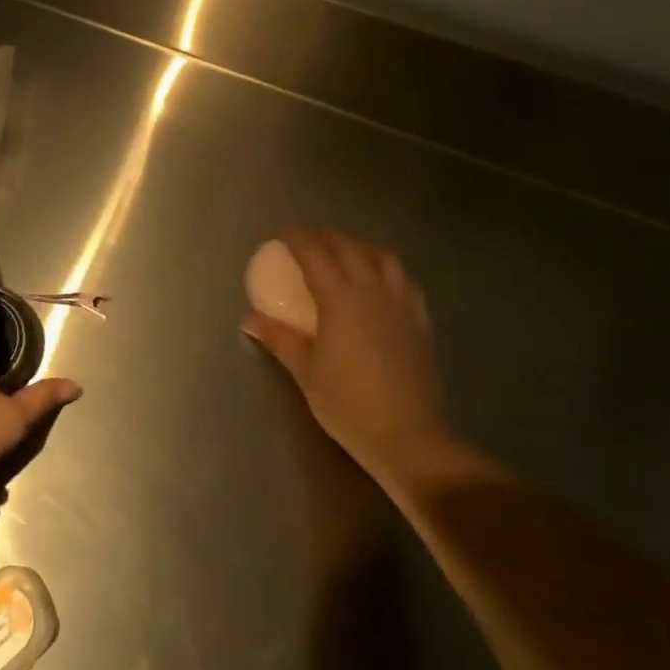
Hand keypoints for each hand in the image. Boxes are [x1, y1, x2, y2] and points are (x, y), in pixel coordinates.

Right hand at [244, 227, 450, 485]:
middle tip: (309, 239)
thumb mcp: (305, 371)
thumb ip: (279, 338)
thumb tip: (249, 318)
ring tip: (347, 253)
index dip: (297, 238)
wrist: (409, 437)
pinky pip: (405, 281)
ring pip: (384, 258)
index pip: (315, 254)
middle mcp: (372, 290)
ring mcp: (400, 304)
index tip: (283, 232)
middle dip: (327, 237)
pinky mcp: (420, 322)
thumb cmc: (348, 404)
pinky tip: (382, 283)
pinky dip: (388, 270)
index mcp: (340, 298)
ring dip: (361, 247)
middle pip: (349, 248)